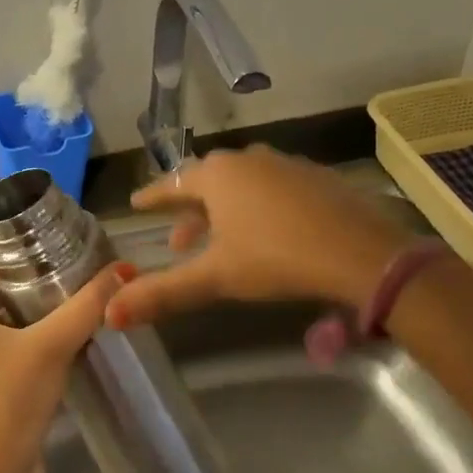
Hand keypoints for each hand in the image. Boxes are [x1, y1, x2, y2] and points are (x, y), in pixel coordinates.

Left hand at [0, 256, 130, 472]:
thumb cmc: (10, 397)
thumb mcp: (51, 344)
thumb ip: (86, 305)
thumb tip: (122, 269)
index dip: (0, 258)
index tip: (37, 252)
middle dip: (20, 288)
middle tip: (61, 276)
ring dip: (26, 321)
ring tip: (67, 307)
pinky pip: (2, 360)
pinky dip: (26, 349)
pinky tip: (62, 348)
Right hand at [104, 146, 405, 327]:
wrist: (362, 253)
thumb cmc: (277, 258)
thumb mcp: (216, 278)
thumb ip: (163, 292)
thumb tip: (110, 313)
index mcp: (217, 175)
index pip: (172, 183)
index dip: (153, 197)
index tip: (137, 203)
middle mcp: (248, 159)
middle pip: (207, 181)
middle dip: (190, 209)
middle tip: (179, 238)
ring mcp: (285, 164)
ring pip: (242, 183)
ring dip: (224, 209)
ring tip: (220, 239)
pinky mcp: (316, 177)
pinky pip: (272, 186)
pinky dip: (258, 205)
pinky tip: (267, 230)